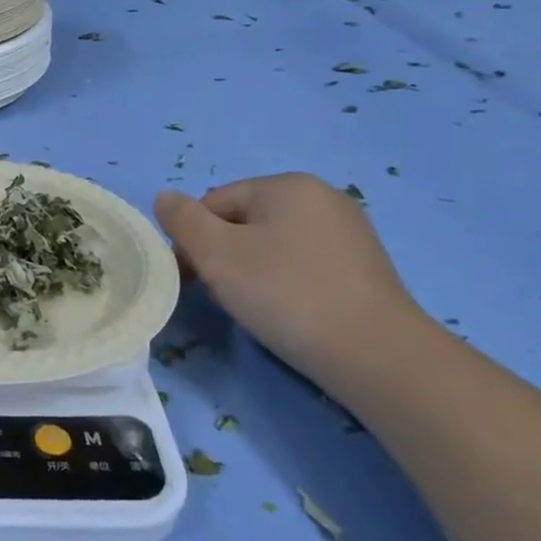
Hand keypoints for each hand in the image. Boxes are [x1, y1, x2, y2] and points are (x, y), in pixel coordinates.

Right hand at [153, 173, 428, 387]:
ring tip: (256, 307)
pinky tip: (287, 311)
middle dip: (222, 255)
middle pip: (242, 221)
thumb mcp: (215, 253)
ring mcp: (347, 231)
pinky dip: (283, 283)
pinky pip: (300, 263)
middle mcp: (321, 197)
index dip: (194, 240)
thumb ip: (182, 220)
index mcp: (287, 185)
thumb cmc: (285, 294)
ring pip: (270, 244)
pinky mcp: (361, 265)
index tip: (194, 279)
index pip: (213, 203)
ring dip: (250, 271)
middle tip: (224, 295)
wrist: (376, 354)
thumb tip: (165, 198)